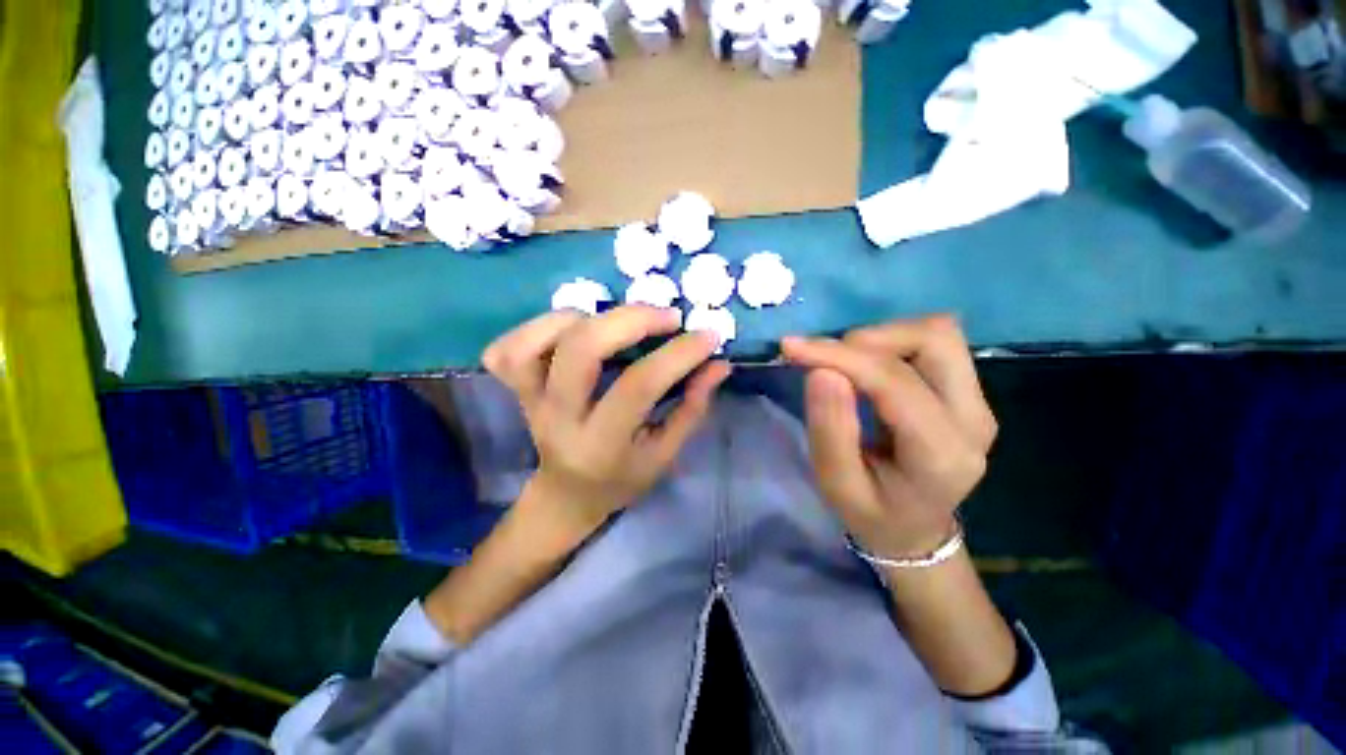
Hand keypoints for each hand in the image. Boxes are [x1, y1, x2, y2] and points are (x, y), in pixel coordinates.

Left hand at [483, 306, 731, 532]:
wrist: (566, 495)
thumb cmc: (622, 478)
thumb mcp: (665, 454)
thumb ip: (692, 408)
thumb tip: (718, 363)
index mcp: (601, 444)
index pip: (638, 386)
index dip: (678, 354)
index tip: (708, 336)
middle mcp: (559, 418)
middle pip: (581, 349)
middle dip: (631, 320)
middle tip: (668, 317)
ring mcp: (530, 400)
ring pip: (537, 340)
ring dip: (584, 317)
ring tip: (619, 322)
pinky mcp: (515, 389)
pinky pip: (508, 348)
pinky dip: (539, 326)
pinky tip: (572, 328)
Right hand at [781, 316, 996, 558]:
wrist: (915, 531)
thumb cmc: (871, 513)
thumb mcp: (837, 484)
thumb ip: (830, 429)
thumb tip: (822, 370)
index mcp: (941, 454)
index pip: (894, 382)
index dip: (839, 356)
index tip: (791, 347)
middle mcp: (973, 419)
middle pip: (934, 339)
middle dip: (868, 339)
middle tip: (826, 359)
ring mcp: (978, 401)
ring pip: (937, 333)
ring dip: (880, 338)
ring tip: (844, 363)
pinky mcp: (969, 391)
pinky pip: (933, 344)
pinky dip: (891, 343)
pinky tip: (865, 367)